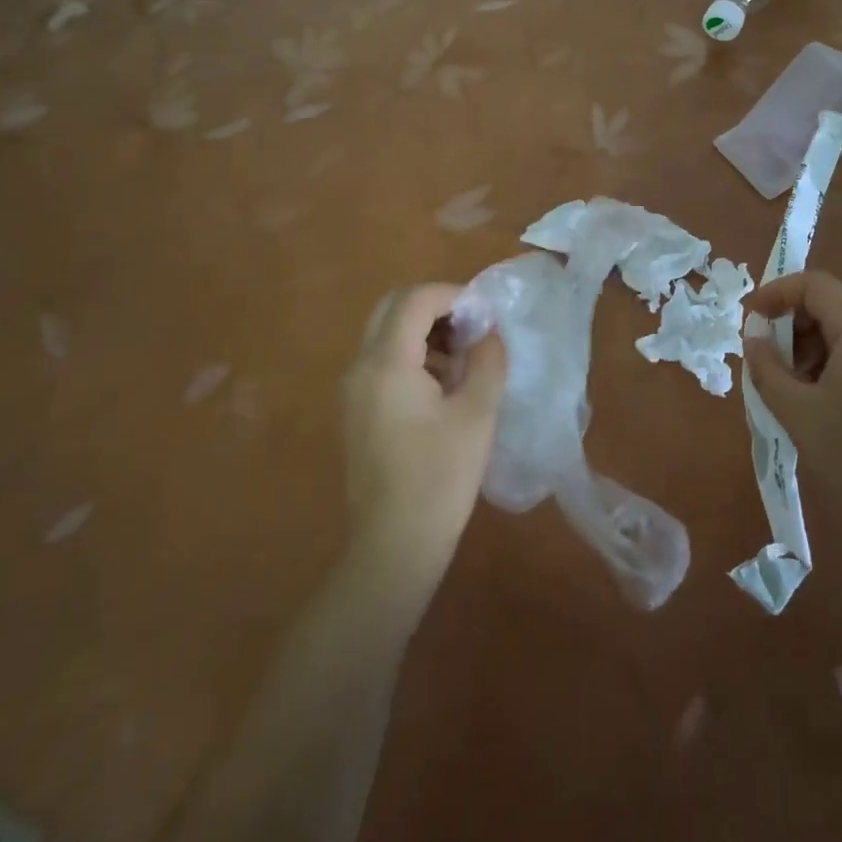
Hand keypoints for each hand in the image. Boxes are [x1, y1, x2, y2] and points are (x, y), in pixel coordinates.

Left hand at [340, 284, 506, 595]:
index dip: (454, 294)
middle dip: (436, 306)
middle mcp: (360, 367)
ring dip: (424, 329)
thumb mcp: (476, 414)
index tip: (486, 313)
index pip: (415, 299)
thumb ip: (487, 360)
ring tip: (465, 356)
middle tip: (473, 327)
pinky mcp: (356, 410)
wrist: (394, 547)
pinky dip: (413, 353)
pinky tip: (445, 384)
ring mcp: (353, 389)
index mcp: (386, 363)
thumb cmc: (440, 479)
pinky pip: (382, 360)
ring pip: (386, 332)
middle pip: (393, 307)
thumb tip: (488, 329)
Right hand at [742, 270, 841, 534]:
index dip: (776, 293)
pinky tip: (815, 404)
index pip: (815, 285)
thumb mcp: (797, 411)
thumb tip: (753, 336)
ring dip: (809, 348)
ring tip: (786, 387)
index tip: (749, 320)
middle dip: (792, 324)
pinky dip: (830, 366)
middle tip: (765, 359)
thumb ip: (767, 367)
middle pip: (832, 306)